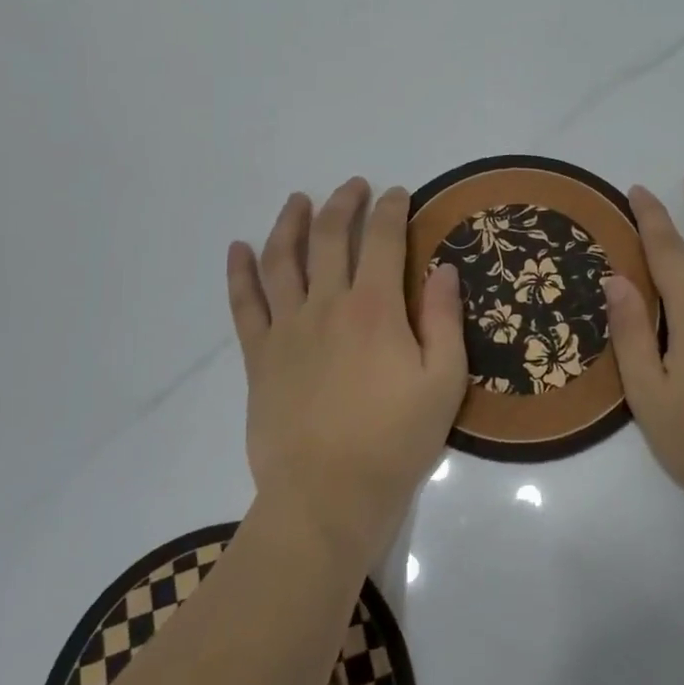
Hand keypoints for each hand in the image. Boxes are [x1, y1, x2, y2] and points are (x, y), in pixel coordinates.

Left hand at [227, 178, 468, 568]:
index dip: (391, 210)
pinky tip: (237, 249)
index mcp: (376, 309)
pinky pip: (244, 305)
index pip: (383, 240)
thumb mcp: (444, 383)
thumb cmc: (394, 442)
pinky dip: (239, 273)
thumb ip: (446, 320)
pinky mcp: (259, 357)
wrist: (326, 498)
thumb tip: (445, 268)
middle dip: (343, 204)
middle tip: (353, 186)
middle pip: (330, 238)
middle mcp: (327, 305)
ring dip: (289, 224)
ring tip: (298, 201)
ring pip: (282, 260)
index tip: (398, 194)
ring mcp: (287, 329)